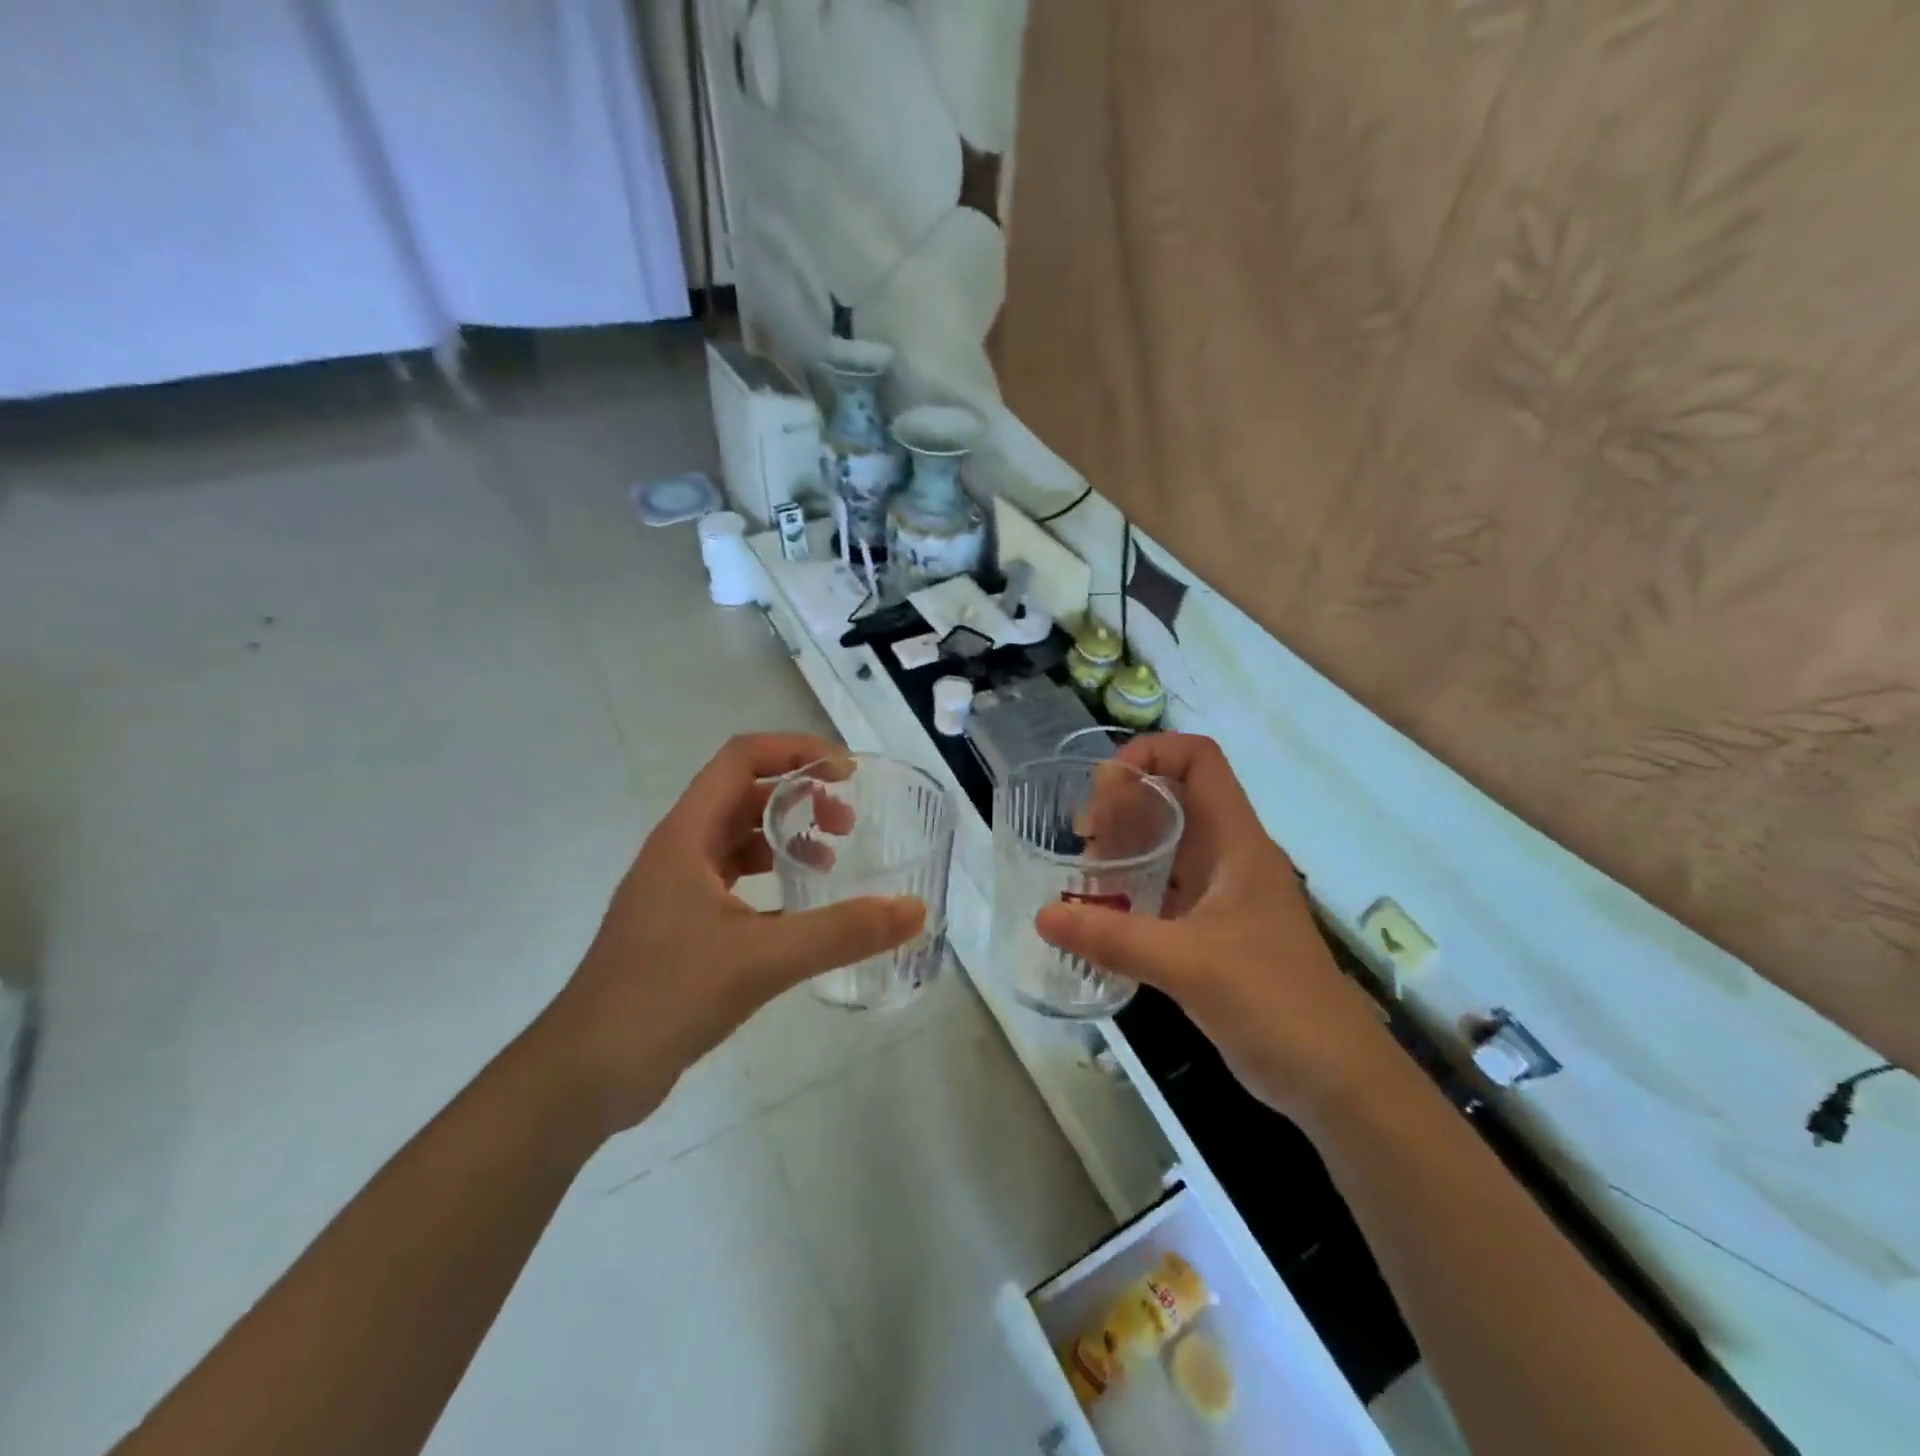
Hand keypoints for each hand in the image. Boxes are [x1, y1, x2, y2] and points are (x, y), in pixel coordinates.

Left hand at [536, 734, 925, 1134]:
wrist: (584, 1075)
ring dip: (784, 837)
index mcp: (686, 836)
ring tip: (829, 860)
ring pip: (737, 840)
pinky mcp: (680, 929)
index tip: (845, 774)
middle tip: (846, 825)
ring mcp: (676, 892)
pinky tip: (800, 912)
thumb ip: (842, 932)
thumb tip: (914, 909)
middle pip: (742, 795)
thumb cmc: (664, 996)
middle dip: (798, 797)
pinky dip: (770, 880)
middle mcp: (678, 852)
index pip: (740, 759)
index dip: (794, 751)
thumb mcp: (762, 959)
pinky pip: (733, 882)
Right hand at [1036, 734, 1395, 1123]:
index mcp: (1237, 842)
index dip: (1151, 754)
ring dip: (1125, 848)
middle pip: (1174, 797)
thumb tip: (1042, 916)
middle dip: (1124, 804)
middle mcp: (1230, 856)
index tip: (1104, 788)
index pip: (1199, 760)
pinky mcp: (1214, 930)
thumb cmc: (1273, 1002)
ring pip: (1168, 845)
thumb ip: (1113, 939)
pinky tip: (1101, 914)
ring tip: (1084, 875)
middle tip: (1083, 838)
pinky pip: (1166, 889)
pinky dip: (1131, 890)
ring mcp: (1223, 894)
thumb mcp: (1188, 965)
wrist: (1333, 1077)